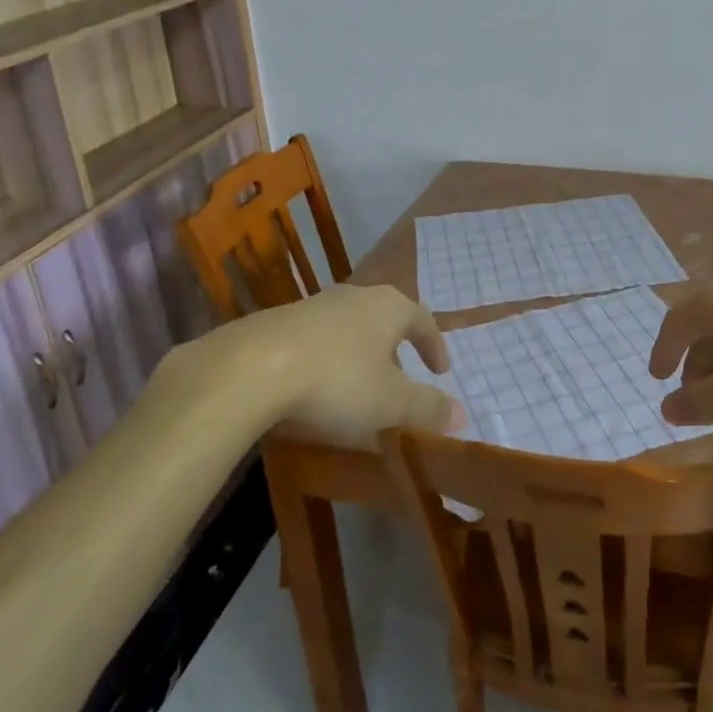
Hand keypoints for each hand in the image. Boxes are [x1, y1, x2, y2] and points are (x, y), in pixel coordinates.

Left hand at [151, 285, 460, 445]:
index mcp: (388, 307)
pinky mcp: (278, 322)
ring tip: (357, 386)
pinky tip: (315, 388)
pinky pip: (316, 339)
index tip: (441, 371)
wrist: (250, 367)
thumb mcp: (390, 403)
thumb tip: (461, 415)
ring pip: (349, 327)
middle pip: (385, 318)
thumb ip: (428, 408)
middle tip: (400, 378)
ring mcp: (313, 305)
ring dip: (359, 353)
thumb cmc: (337, 381)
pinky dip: (327, 360)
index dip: (434, 346)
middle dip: (396, 348)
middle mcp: (354, 296)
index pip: (423, 320)